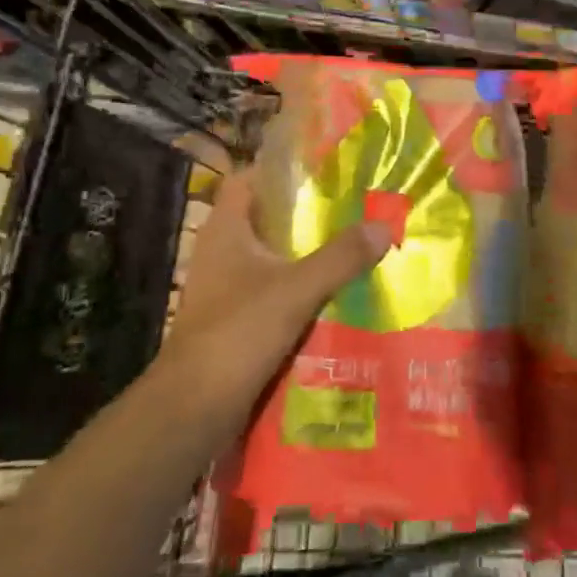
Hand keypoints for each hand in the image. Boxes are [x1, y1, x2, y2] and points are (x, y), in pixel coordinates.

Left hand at [160, 167, 391, 419]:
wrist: (192, 409)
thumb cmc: (237, 332)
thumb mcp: (297, 290)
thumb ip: (341, 257)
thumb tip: (383, 225)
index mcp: (226, 229)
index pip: (248, 179)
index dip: (281, 169)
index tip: (323, 168)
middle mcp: (221, 250)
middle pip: (266, 218)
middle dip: (306, 214)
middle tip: (351, 208)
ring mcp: (224, 287)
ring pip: (271, 257)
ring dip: (305, 254)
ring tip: (351, 247)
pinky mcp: (233, 319)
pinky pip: (271, 291)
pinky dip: (298, 289)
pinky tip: (333, 295)